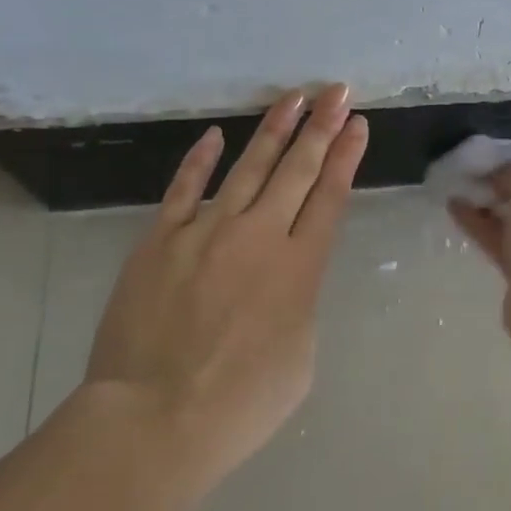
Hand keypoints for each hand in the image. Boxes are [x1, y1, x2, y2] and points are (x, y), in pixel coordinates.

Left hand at [84, 85, 368, 499]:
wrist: (153, 420)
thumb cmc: (241, 402)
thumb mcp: (300, 355)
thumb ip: (298, 304)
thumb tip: (284, 280)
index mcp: (300, 267)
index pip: (330, 196)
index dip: (346, 156)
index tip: (357, 123)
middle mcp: (259, 236)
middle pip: (297, 170)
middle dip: (321, 127)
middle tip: (337, 91)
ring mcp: (206, 233)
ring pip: (248, 167)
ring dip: (274, 131)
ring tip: (293, 98)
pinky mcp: (160, 242)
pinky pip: (183, 190)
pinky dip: (200, 161)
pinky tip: (215, 135)